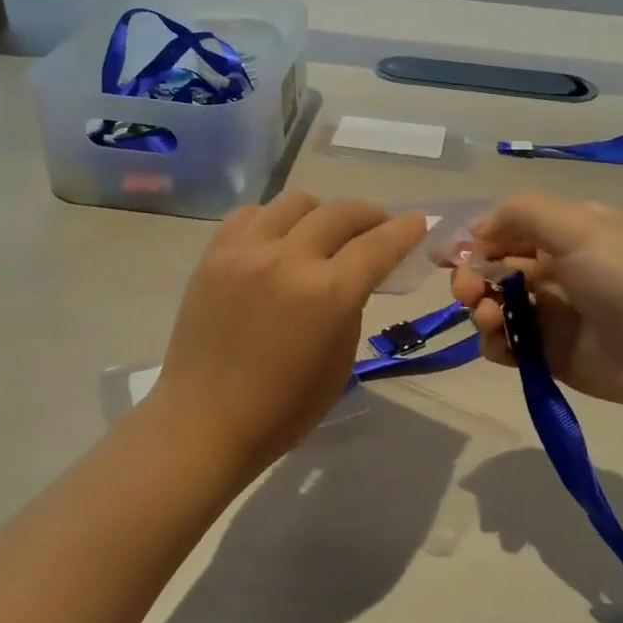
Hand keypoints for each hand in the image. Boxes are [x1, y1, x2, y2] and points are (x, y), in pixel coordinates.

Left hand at [150, 192, 426, 479]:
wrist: (205, 420)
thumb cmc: (283, 408)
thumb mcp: (340, 362)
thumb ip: (351, 306)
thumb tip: (353, 275)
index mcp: (328, 294)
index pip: (378, 245)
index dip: (405, 230)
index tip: (418, 222)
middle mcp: (288, 259)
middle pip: (341, 213)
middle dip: (370, 216)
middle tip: (377, 229)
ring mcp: (246, 251)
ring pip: (296, 202)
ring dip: (321, 214)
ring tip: (323, 235)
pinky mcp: (214, 254)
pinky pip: (252, 214)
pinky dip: (275, 220)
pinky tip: (277, 241)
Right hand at [450, 194, 622, 416]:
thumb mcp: (577, 226)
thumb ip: (520, 213)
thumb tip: (476, 230)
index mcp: (562, 234)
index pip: (504, 231)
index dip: (472, 242)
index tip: (446, 256)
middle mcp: (552, 269)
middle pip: (491, 270)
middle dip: (471, 278)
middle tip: (469, 292)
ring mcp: (548, 313)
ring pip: (492, 306)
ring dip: (480, 309)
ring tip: (492, 319)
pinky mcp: (545, 352)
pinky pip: (504, 344)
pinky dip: (494, 342)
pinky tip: (503, 343)